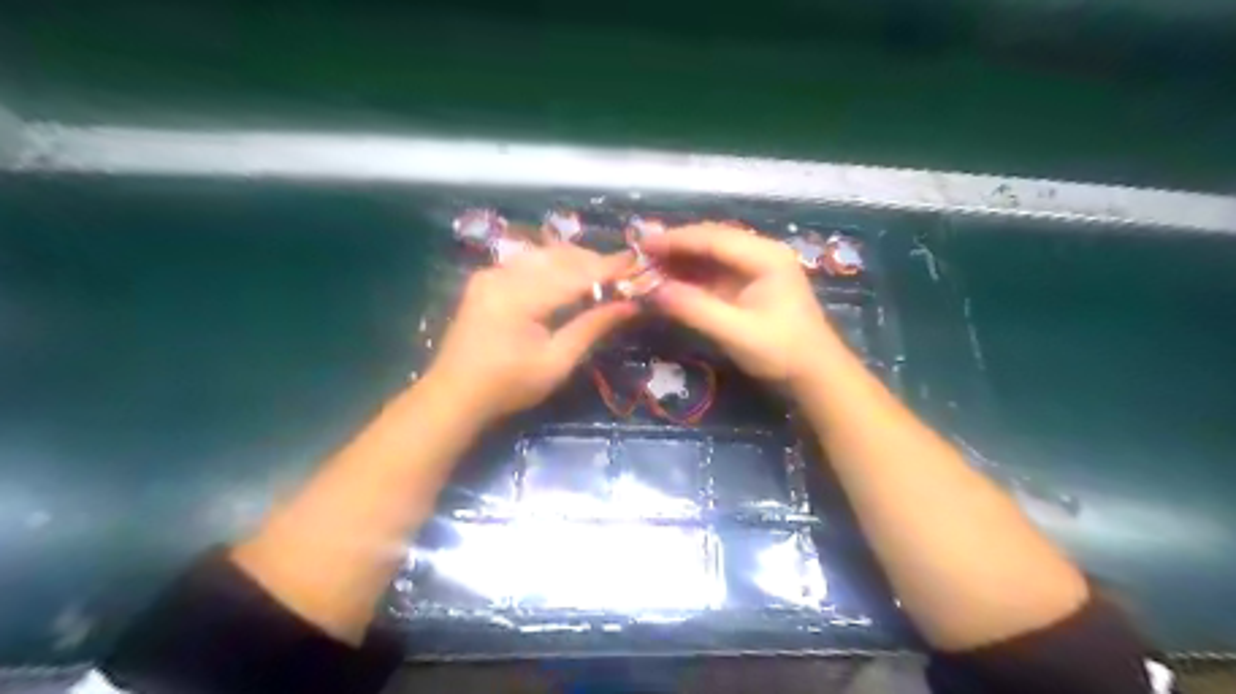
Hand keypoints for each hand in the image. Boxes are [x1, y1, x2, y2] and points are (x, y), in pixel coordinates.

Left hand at [426, 247, 637, 425]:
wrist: (454, 394)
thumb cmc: (508, 386)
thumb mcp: (557, 362)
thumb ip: (592, 327)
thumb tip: (630, 305)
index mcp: (520, 296)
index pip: (575, 273)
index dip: (608, 267)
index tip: (637, 262)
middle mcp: (503, 274)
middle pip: (559, 256)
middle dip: (593, 261)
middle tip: (623, 272)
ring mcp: (491, 273)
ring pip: (543, 255)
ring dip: (574, 261)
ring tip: (600, 275)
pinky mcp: (485, 279)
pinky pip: (527, 261)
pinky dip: (552, 265)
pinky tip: (567, 277)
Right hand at [637, 221, 838, 383]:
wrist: (815, 374)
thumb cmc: (781, 352)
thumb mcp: (736, 332)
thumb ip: (695, 309)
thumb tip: (653, 291)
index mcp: (765, 256)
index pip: (713, 238)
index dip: (676, 240)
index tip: (643, 246)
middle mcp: (761, 253)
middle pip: (712, 240)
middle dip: (676, 247)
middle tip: (641, 256)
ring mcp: (756, 268)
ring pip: (712, 255)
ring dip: (682, 261)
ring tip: (649, 268)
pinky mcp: (750, 285)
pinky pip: (715, 273)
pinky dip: (692, 276)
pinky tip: (671, 282)